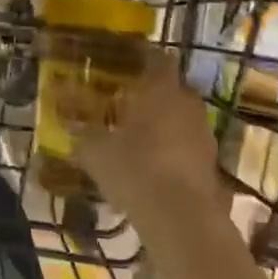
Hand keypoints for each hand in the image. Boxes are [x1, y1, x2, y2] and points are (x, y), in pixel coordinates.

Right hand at [70, 49, 226, 220]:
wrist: (181, 220)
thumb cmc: (135, 170)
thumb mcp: (95, 151)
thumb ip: (81, 131)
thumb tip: (66, 120)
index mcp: (161, 90)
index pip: (157, 59)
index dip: (142, 58)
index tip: (124, 62)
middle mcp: (187, 104)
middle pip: (171, 89)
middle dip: (151, 94)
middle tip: (125, 101)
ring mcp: (204, 135)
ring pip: (181, 118)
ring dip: (163, 123)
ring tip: (137, 136)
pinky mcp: (211, 164)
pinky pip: (187, 146)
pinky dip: (172, 149)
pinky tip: (151, 165)